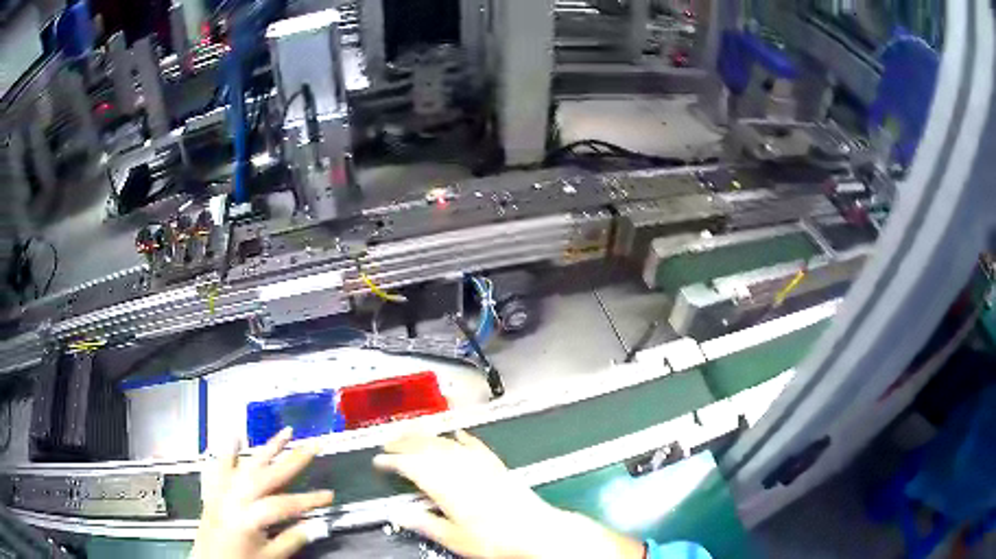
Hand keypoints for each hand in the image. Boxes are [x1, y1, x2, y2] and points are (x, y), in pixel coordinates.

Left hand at [193, 428, 334, 558]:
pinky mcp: (213, 490)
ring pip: (247, 463)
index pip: (287, 504)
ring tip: (285, 432)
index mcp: (251, 516)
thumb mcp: (270, 557)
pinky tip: (234, 436)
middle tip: (313, 445)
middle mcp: (235, 497)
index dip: (310, 500)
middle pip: (268, 474)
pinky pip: (219, 466)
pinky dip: (227, 451)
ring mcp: (222, 490)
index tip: (330, 495)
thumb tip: (315, 526)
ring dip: (267, 447)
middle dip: (293, 460)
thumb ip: (291, 540)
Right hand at [374, 431, 643, 558]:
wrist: (535, 531)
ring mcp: (480, 465)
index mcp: (447, 487)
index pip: (412, 467)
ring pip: (448, 443)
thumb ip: (425, 524)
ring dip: (427, 435)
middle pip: (428, 448)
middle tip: (388, 441)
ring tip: (412, 431)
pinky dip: (463, 438)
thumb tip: (400, 515)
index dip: (393, 461)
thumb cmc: (494, 539)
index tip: (379, 460)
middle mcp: (461, 470)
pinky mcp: (496, 466)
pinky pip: (476, 446)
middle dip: (405, 441)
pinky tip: (457, 433)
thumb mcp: (454, 539)